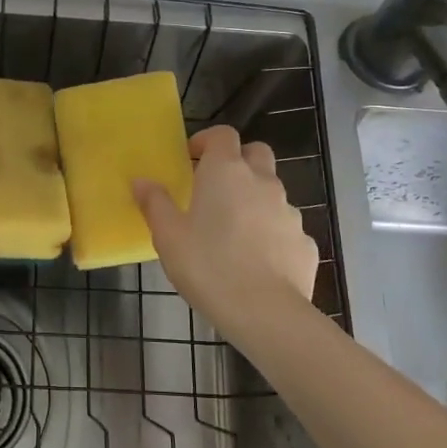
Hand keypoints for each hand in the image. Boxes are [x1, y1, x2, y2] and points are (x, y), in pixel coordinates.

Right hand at [133, 125, 318, 338]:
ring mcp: (289, 212)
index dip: (207, 140)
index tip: (191, 159)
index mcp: (226, 172)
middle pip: (256, 153)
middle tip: (215, 187)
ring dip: (254, 199)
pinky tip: (257, 262)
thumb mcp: (168, 236)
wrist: (266, 313)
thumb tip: (141, 181)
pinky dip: (271, 234)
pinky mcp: (305, 242)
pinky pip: (285, 228)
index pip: (223, 134)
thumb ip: (154, 203)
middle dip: (237, 161)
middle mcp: (262, 182)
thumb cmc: (208, 266)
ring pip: (272, 192)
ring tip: (233, 231)